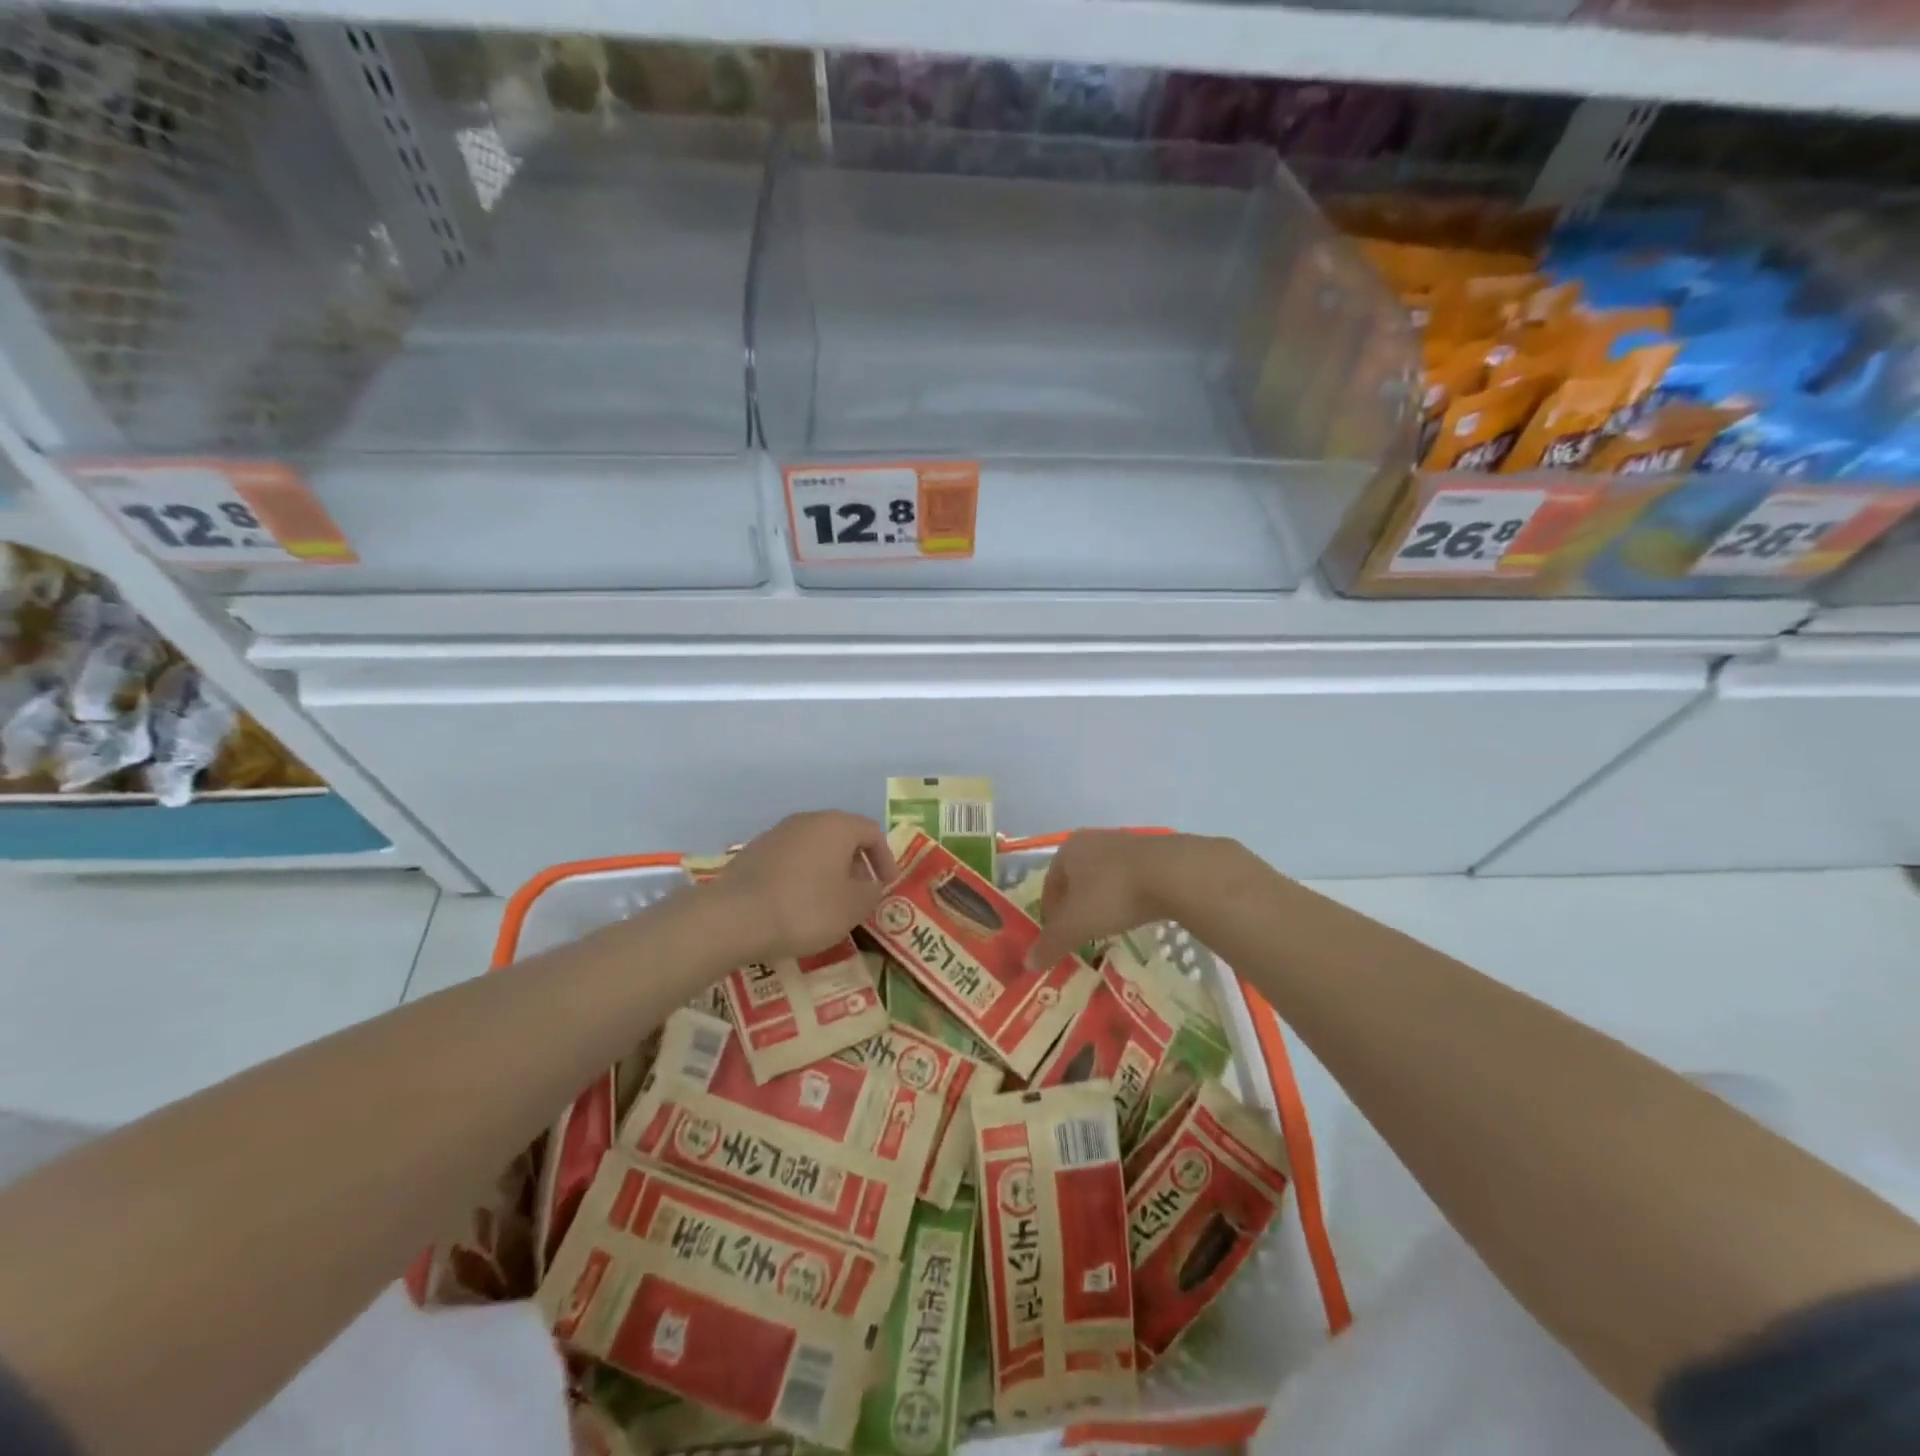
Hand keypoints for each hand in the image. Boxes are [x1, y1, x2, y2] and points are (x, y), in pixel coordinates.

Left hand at [709, 811, 896, 962]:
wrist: (734, 917)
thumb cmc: (806, 908)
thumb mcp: (852, 907)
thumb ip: (872, 893)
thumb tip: (872, 885)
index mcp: (837, 825)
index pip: (873, 833)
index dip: (885, 859)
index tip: (887, 886)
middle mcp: (808, 820)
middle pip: (842, 835)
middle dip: (856, 864)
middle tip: (861, 893)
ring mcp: (777, 833)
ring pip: (814, 846)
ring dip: (829, 869)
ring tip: (830, 901)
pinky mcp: (754, 852)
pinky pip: (790, 859)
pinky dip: (803, 875)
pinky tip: (798, 903)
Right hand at [1025, 831, 1180, 968]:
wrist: (1173, 873)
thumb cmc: (1112, 894)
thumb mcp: (1076, 925)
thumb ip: (1051, 943)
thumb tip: (1028, 963)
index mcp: (1067, 850)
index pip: (1049, 884)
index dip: (1050, 913)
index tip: (1058, 937)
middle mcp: (1092, 839)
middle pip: (1076, 879)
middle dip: (1076, 906)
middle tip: (1082, 932)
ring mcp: (1125, 843)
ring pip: (1104, 877)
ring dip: (1102, 900)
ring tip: (1109, 925)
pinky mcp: (1153, 851)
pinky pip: (1131, 877)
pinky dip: (1128, 895)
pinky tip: (1136, 912)